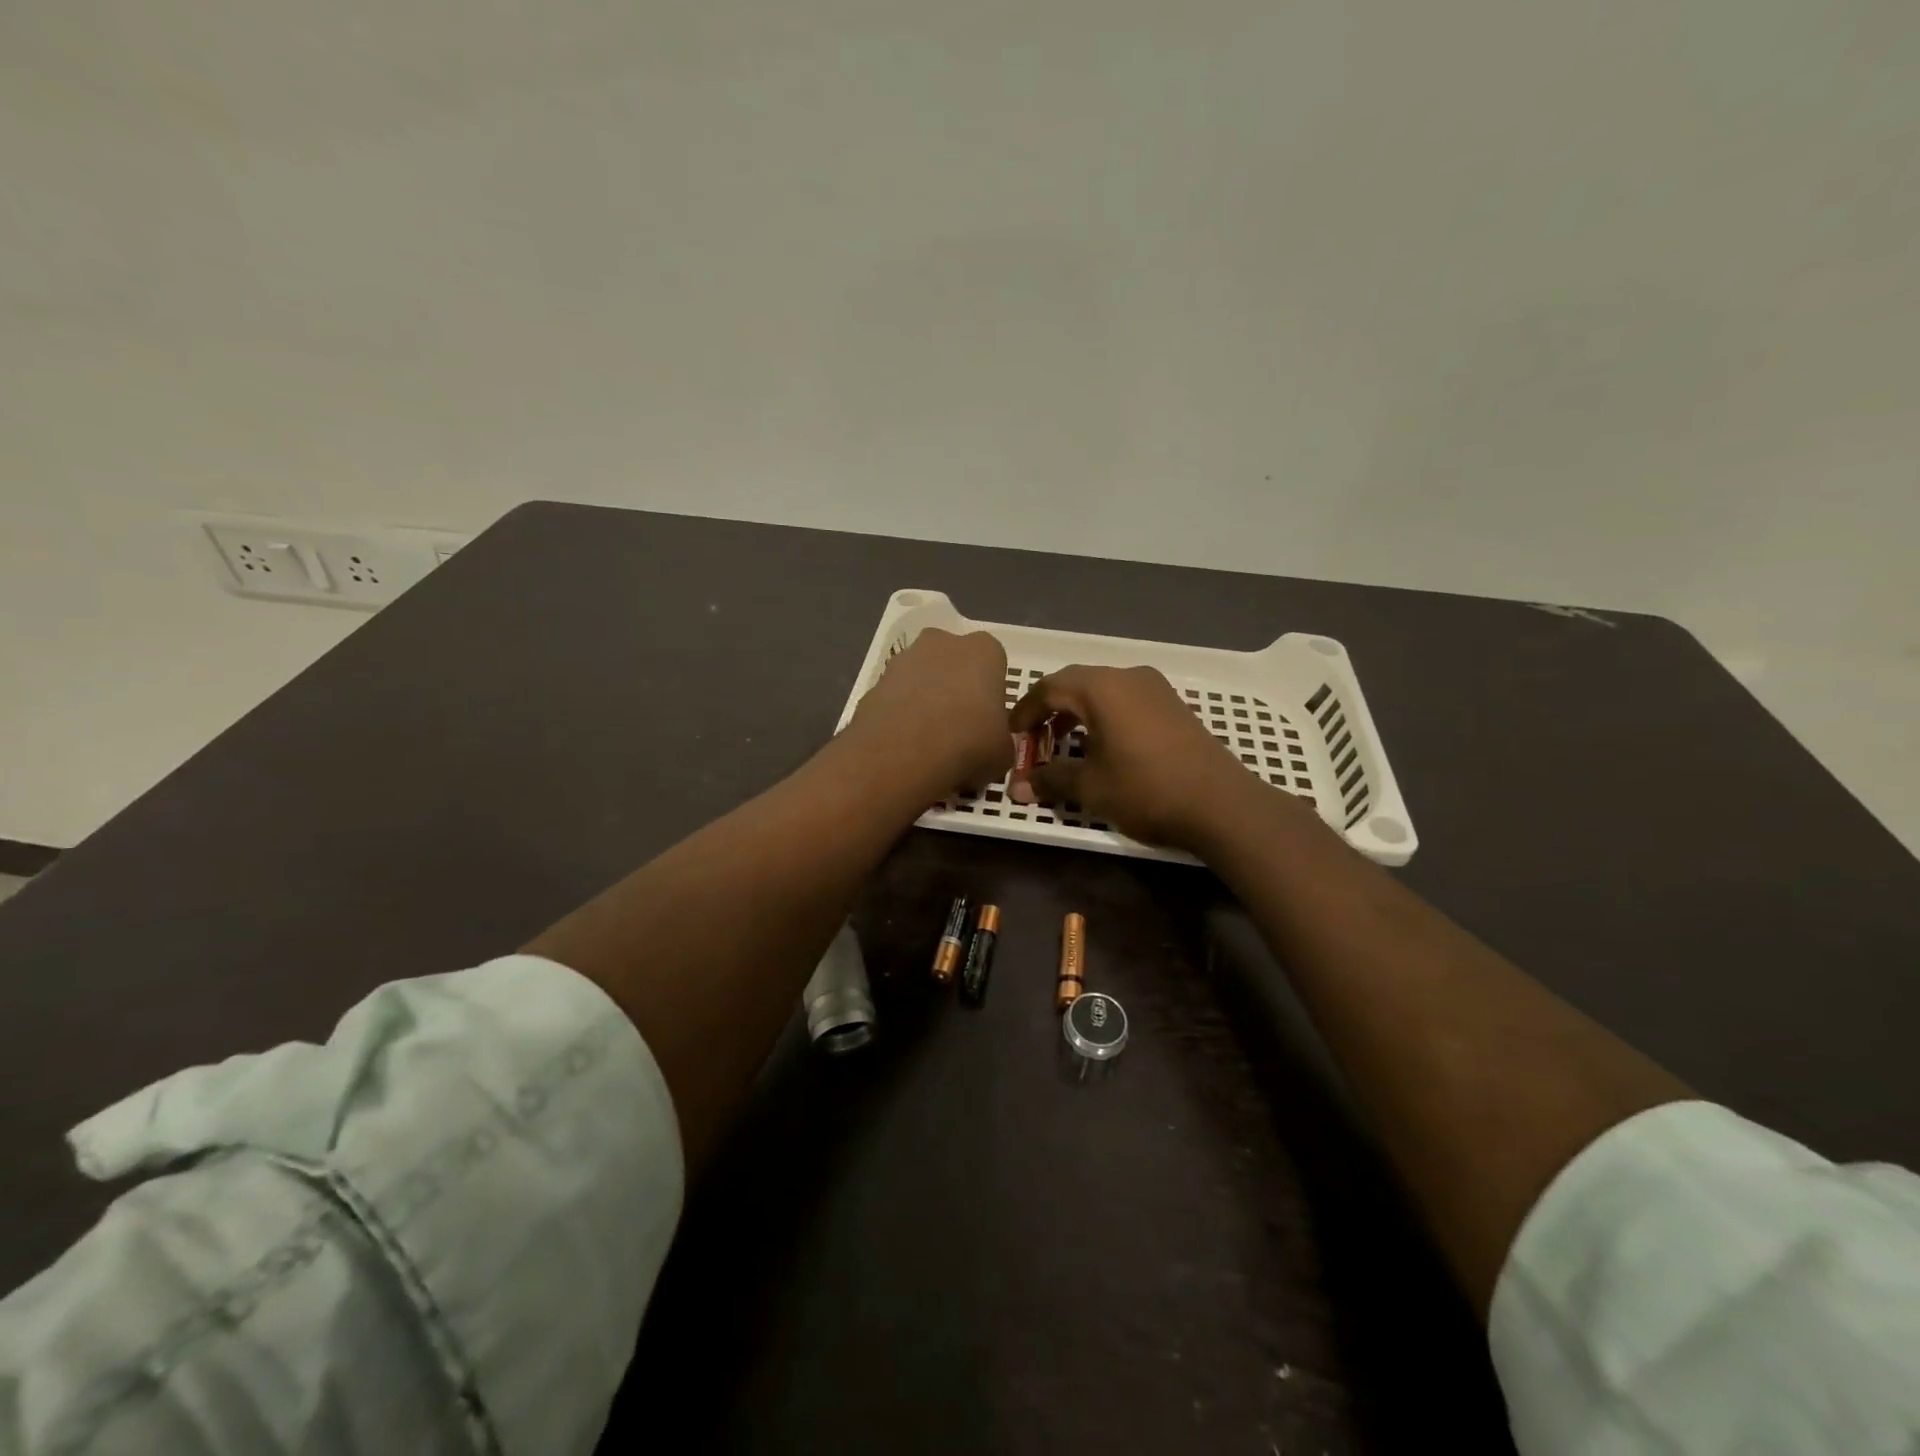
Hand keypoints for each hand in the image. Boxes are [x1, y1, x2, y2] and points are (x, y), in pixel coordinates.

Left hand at [846, 629, 1014, 796]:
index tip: (987, 721)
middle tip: (958, 728)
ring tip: (928, 742)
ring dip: (924, 701)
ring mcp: (903, 660)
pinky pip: (895, 698)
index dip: (990, 693)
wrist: (902, 755)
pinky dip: (899, 716)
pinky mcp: (874, 683)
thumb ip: (1000, 740)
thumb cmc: (968, 744)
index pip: (993, 664)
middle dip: (955, 688)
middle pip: (953, 662)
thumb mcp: (1003, 753)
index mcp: (984, 651)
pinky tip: (903, 745)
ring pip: (921, 678)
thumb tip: (991, 747)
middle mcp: (942, 643)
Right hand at [1010, 665, 1265, 849]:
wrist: (1220, 804)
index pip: (1049, 687)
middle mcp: (1127, 677)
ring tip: (1064, 744)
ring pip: (1102, 690)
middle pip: (1075, 683)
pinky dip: (1103, 716)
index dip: (1025, 711)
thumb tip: (1017, 787)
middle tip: (1034, 739)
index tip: (1012, 735)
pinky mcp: (1172, 704)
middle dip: (1049, 709)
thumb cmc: (1146, 790)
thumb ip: (1050, 780)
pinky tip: (1102, 746)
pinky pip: (1125, 700)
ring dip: (1077, 713)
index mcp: (1102, 688)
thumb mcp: (1090, 787)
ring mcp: (1154, 688)